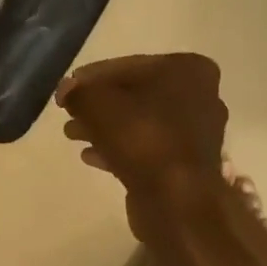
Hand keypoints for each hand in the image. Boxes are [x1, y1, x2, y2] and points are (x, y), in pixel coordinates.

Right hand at [57, 54, 228, 230]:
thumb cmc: (141, 138)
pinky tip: (90, 156)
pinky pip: (146, 147)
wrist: (176, 199)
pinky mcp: (186, 163)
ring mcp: (196, 133)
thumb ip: (78, 92)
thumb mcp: (96, 104)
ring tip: (72, 135)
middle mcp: (200, 96)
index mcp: (187, 70)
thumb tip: (67, 91)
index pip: (128, 66)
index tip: (66, 91)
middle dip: (98, 105)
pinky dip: (119, 148)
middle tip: (68, 114)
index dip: (91, 78)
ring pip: (139, 122)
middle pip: (135, 94)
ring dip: (104, 128)